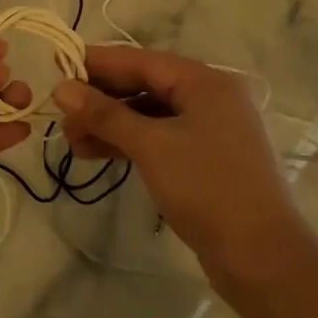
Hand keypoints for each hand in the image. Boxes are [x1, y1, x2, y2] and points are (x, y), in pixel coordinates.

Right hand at [52, 45, 308, 290]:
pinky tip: (97, 154)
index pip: (140, 60)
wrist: (261, 256)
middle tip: (60, 115)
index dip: (97, 64)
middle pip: (144, 85)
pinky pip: (158, 138)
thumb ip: (105, 114)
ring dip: (109, 124)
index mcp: (204, 82)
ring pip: (148, 115)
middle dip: (100, 99)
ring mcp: (209, 130)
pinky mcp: (204, 160)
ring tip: (72, 142)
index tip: (57, 68)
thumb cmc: (206, 187)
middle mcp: (209, 98)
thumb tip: (62, 88)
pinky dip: (128, 143)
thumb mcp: (150, 145)